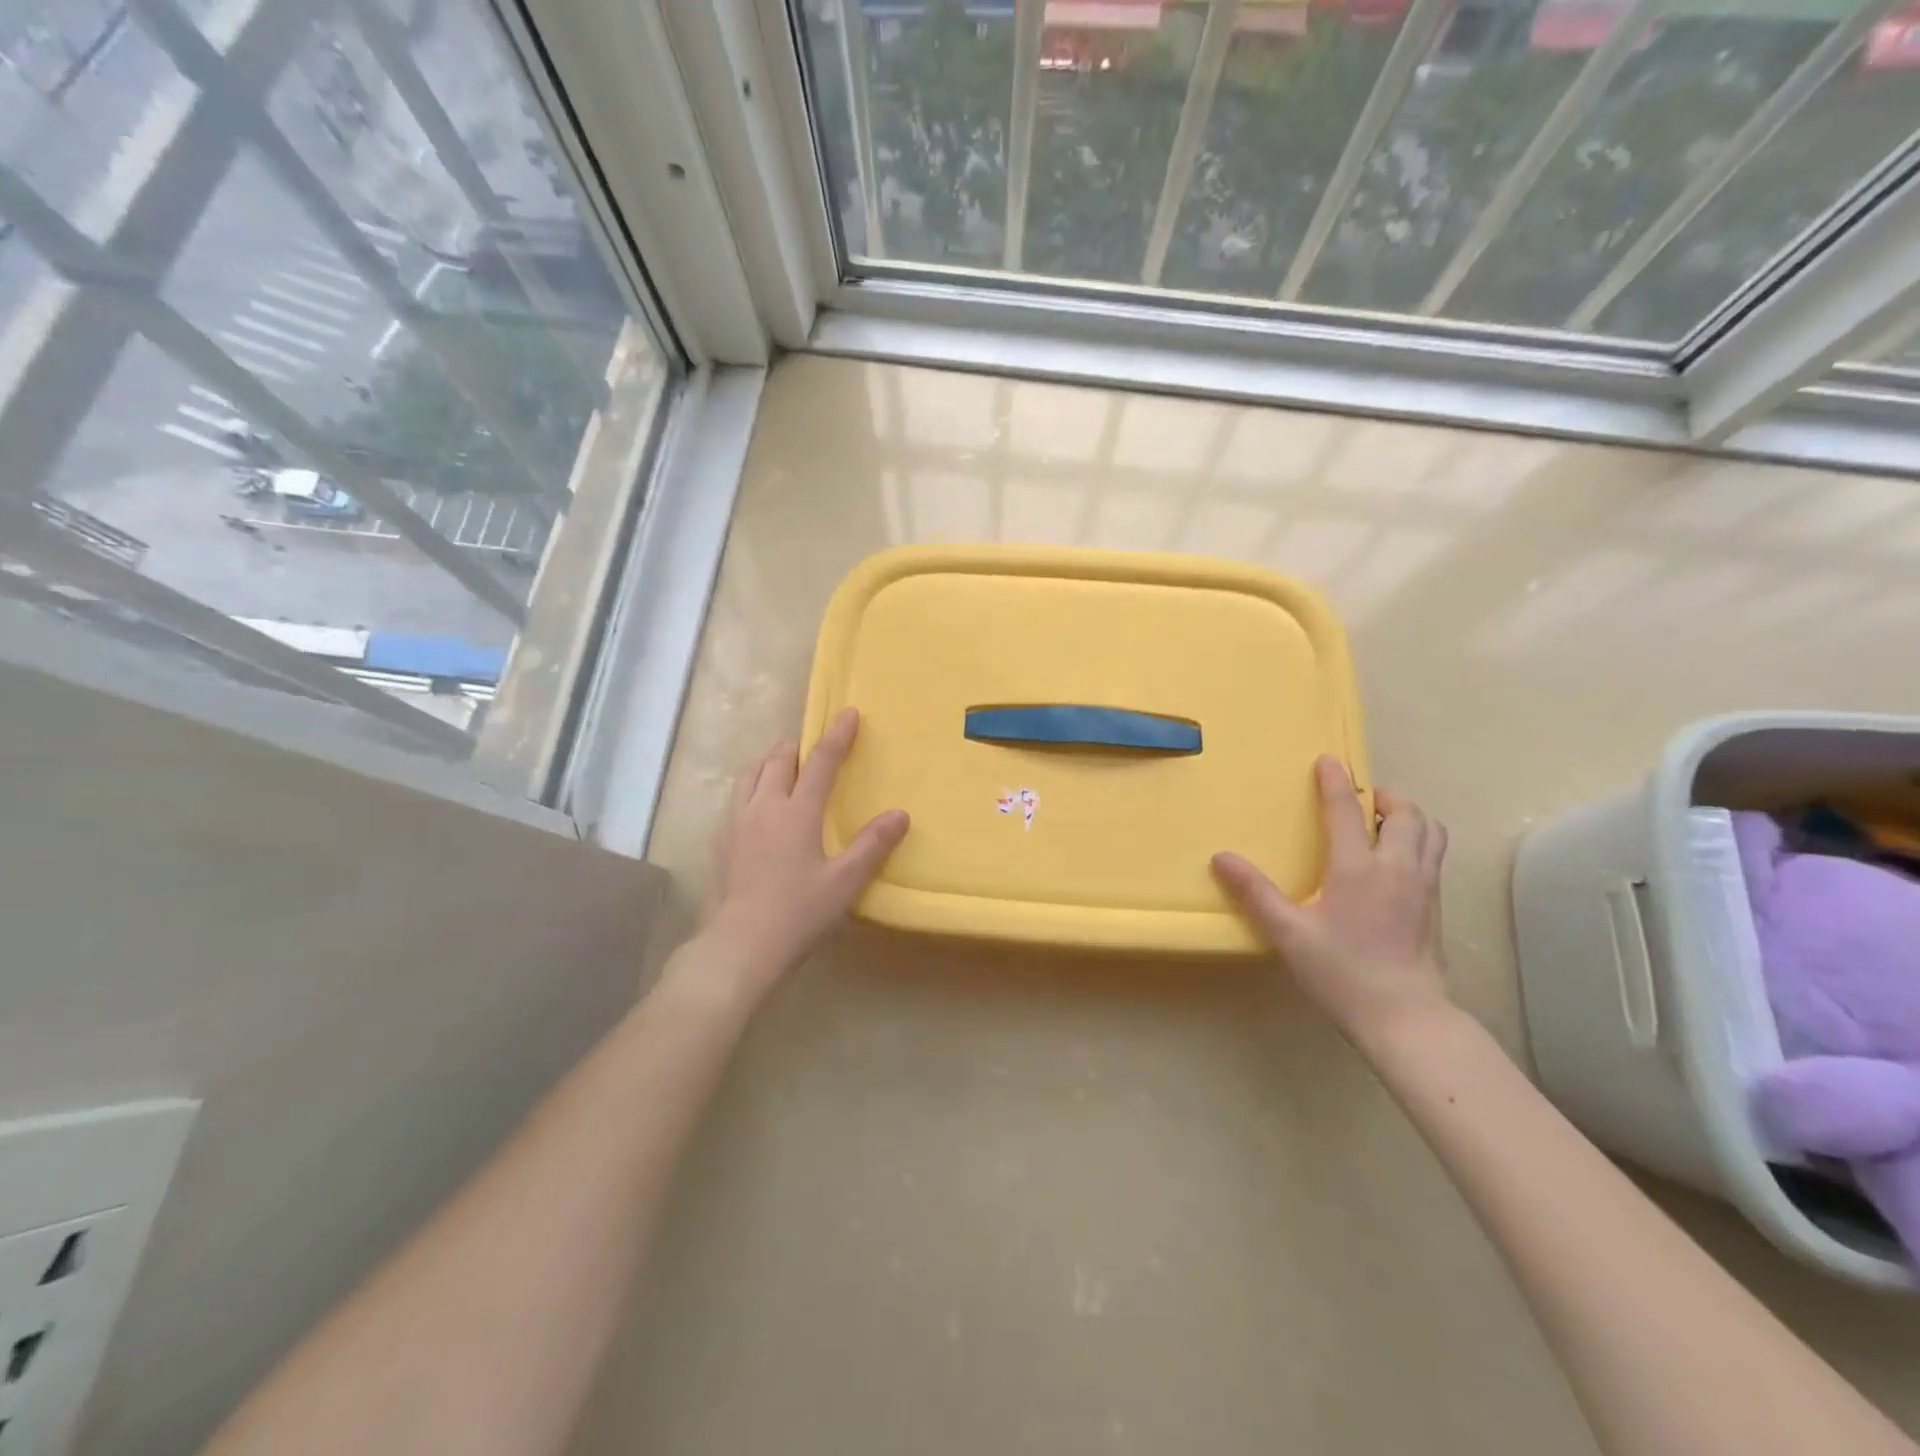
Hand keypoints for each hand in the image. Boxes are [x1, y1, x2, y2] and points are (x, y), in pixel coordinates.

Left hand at [691, 708, 908, 1004]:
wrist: (739, 945)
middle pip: (779, 760)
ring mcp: (735, 822)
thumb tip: (900, 814)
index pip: (821, 762)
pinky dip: (751, 787)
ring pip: (749, 774)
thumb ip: (872, 845)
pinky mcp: (719, 841)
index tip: (847, 713)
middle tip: (813, 749)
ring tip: (782, 767)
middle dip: (798, 747)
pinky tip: (756, 807)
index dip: (837, 736)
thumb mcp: (845, 882)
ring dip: (769, 762)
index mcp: (796, 812)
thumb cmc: (798, 913)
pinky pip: (735, 797)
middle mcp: (763, 807)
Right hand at [1212, 756, 1449, 1045]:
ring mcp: (1423, 887)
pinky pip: (1434, 856)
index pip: (1346, 811)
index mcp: (1358, 868)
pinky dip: (1419, 841)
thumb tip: (1221, 858)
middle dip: (1384, 797)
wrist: (1406, 1017)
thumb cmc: (1342, 972)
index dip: (1335, 783)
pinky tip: (1397, 862)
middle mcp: (1397, 868)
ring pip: (1430, 833)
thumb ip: (1255, 893)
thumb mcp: (1289, 934)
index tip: (1328, 761)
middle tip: (1362, 799)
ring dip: (1409, 817)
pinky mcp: (1436, 908)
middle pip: (1406, 814)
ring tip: (1384, 823)